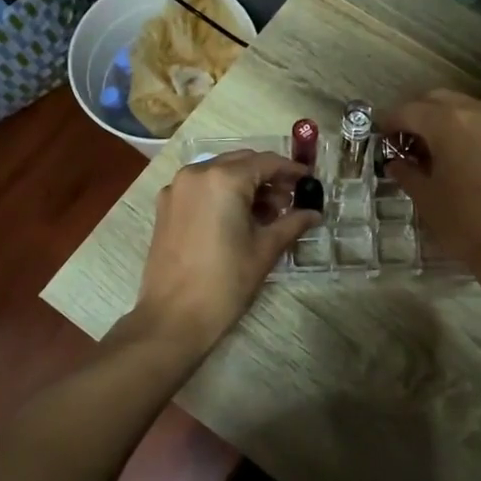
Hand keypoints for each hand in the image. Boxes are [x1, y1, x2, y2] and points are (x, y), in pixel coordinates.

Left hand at [134, 150, 319, 353]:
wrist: (173, 317)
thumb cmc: (225, 282)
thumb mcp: (265, 250)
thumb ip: (292, 223)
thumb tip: (314, 213)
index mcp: (223, 179)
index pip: (266, 162)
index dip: (292, 170)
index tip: (310, 182)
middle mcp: (196, 173)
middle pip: (241, 163)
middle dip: (268, 177)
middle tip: (291, 200)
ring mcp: (176, 189)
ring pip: (220, 173)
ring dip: (245, 185)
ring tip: (268, 214)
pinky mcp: (166, 207)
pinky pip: (201, 188)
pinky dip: (222, 195)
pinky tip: (238, 219)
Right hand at [383, 91, 480, 291]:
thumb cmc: (466, 225)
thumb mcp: (426, 199)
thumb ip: (406, 172)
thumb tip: (395, 162)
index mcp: (449, 123)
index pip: (409, 110)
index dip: (390, 123)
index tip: (381, 139)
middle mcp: (479, 113)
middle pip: (438, 100)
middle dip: (417, 115)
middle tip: (405, 142)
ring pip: (466, 108)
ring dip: (445, 120)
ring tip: (434, 150)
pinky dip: (470, 131)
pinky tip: (464, 158)